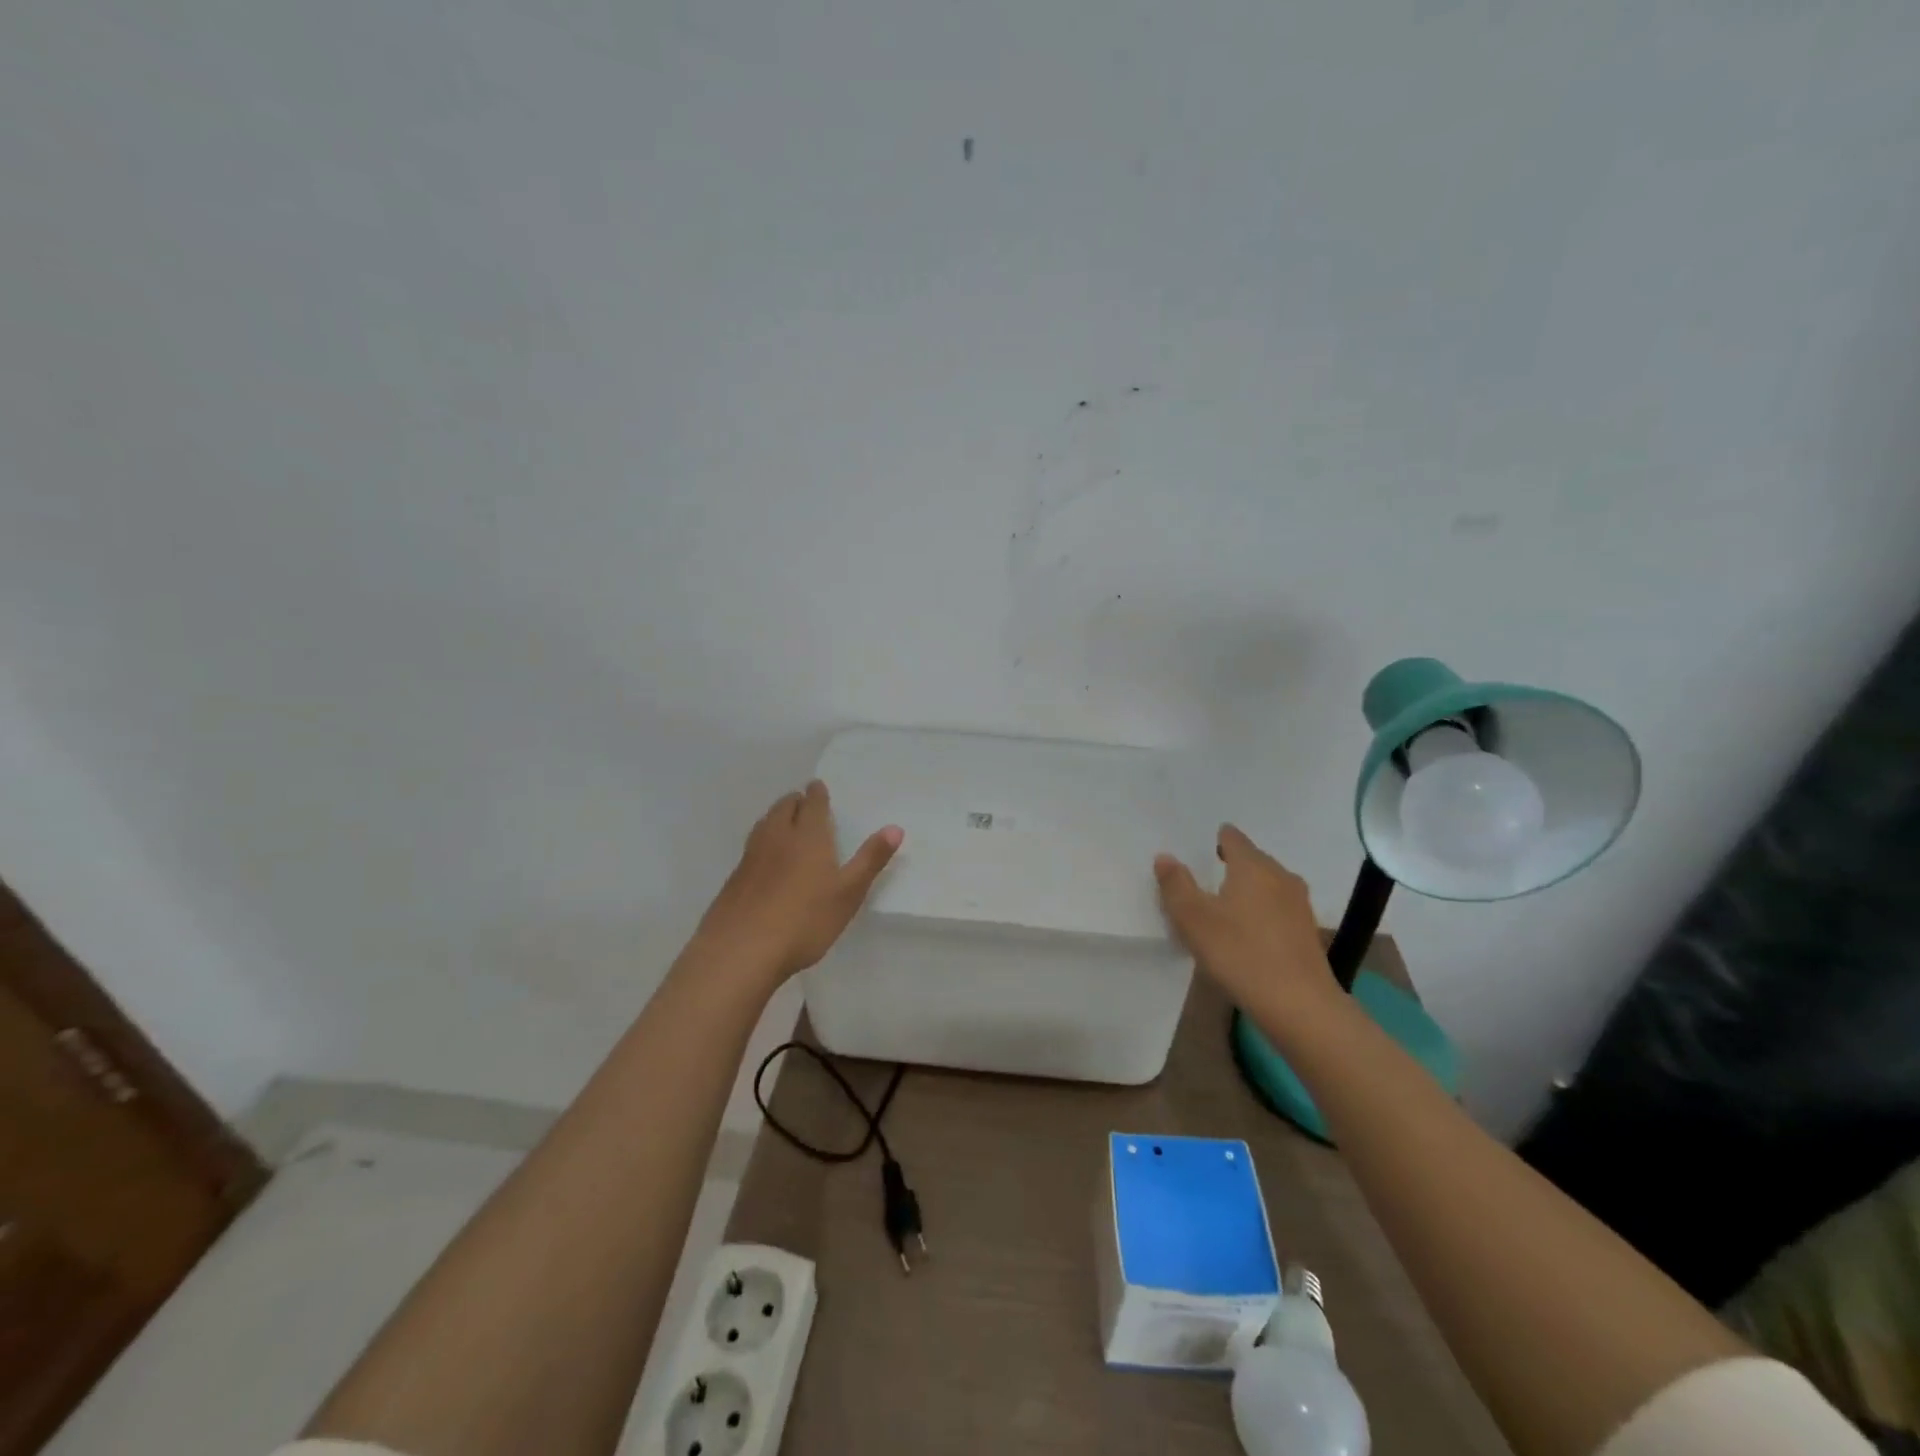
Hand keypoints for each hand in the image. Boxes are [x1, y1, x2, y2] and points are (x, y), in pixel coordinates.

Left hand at [695, 780, 903, 983]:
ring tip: (786, 823)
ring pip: (765, 824)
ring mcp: (751, 857)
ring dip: (777, 817)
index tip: (818, 787)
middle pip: (784, 808)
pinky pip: (752, 847)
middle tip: (805, 803)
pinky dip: (763, 841)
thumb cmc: (805, 920)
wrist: (741, 950)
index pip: (812, 803)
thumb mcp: (848, 892)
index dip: (817, 793)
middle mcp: (777, 837)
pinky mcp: (734, 878)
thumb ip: (870, 859)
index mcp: (808, 835)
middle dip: (795, 801)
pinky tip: (767, 859)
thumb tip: (895, 828)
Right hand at [1154, 825, 1338, 1016]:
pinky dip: (1261, 913)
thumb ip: (1176, 884)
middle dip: (1229, 866)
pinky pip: (1277, 909)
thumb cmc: (1240, 953)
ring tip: (1222, 908)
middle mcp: (1280, 876)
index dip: (1214, 840)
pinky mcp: (1307, 931)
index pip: (1232, 838)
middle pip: (1251, 860)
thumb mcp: (1194, 919)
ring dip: (1246, 891)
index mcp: (1253, 866)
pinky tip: (1246, 934)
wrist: (1299, 1005)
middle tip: (1203, 882)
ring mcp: (1298, 904)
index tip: (1196, 853)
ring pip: (1266, 885)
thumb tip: (1165, 856)